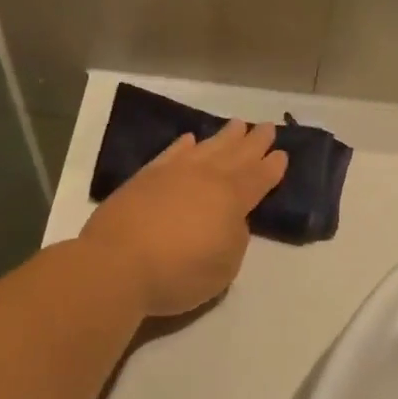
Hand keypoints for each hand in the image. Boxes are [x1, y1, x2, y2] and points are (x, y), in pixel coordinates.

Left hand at [78, 120, 287, 317]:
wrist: (116, 265)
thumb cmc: (177, 273)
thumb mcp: (224, 267)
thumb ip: (234, 239)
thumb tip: (230, 221)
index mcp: (231, 200)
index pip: (258, 178)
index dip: (271, 168)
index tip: (282, 154)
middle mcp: (204, 178)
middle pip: (235, 155)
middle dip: (253, 143)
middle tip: (267, 128)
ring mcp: (171, 174)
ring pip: (205, 148)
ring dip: (223, 137)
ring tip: (236, 125)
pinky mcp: (143, 179)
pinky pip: (170, 154)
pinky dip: (182, 146)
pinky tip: (189, 140)